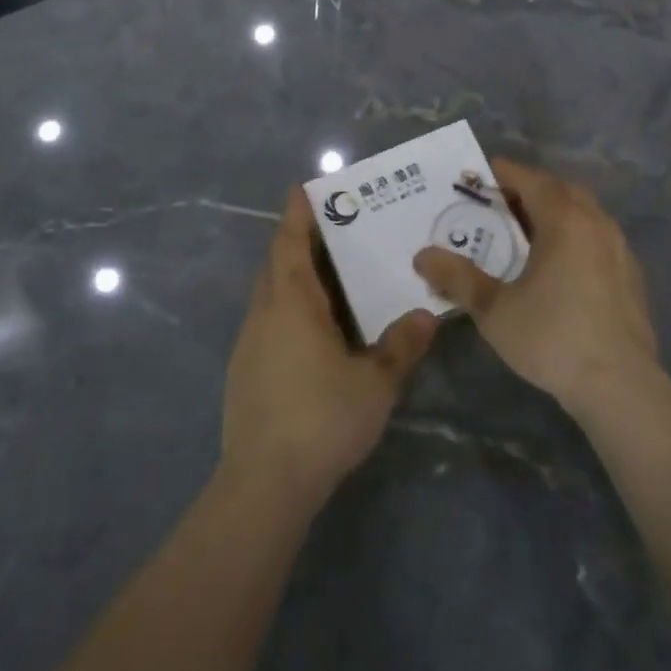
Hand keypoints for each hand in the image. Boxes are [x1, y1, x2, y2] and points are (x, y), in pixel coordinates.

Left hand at [223, 188, 436, 505]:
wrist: (264, 482)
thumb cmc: (322, 418)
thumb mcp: (375, 383)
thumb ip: (401, 346)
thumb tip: (426, 314)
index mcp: (291, 302)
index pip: (290, 242)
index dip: (297, 213)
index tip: (304, 188)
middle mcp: (264, 312)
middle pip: (277, 263)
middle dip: (298, 241)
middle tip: (332, 229)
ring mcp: (249, 343)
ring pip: (270, 294)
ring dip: (294, 277)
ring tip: (330, 278)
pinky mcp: (244, 371)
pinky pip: (268, 322)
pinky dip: (288, 310)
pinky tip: (313, 334)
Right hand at [413, 160, 658, 418]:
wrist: (621, 387)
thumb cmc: (553, 337)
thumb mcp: (494, 309)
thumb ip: (457, 278)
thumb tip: (421, 257)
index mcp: (564, 220)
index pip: (531, 179)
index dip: (503, 173)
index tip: (478, 176)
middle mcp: (596, 224)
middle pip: (561, 190)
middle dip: (530, 189)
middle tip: (499, 204)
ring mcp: (620, 250)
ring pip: (585, 214)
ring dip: (556, 213)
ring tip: (527, 233)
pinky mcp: (632, 278)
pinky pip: (598, 239)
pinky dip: (576, 237)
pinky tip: (560, 267)